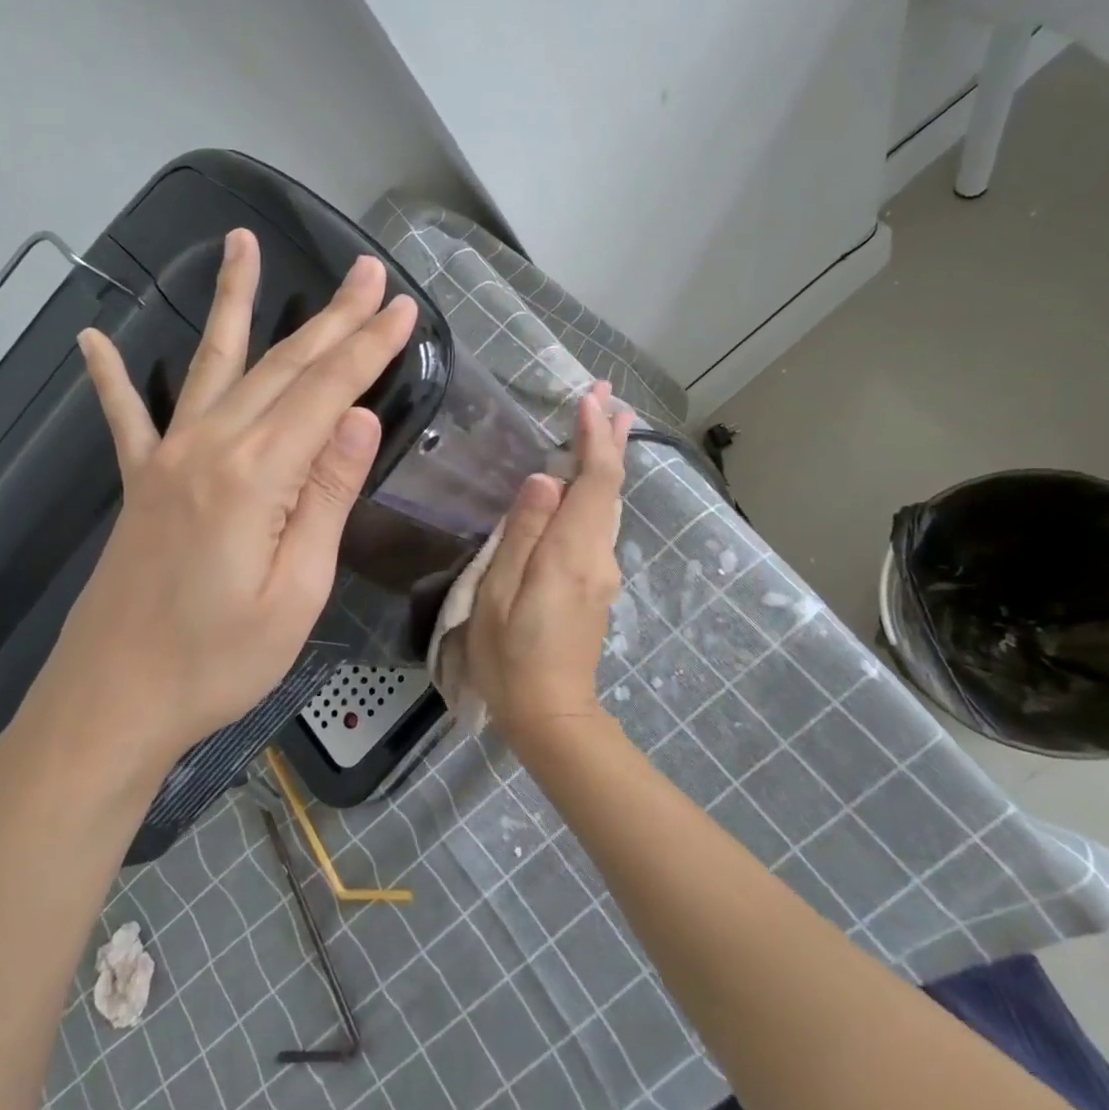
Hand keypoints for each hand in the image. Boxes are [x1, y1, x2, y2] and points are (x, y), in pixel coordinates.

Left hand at [26, 228, 416, 772]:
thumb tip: (360, 421)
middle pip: (282, 366)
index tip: (402, 306)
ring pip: (215, 365)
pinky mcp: (141, 481)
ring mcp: (167, 458)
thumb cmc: (217, 660)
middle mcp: (209, 447)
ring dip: (236, 304)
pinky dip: (112, 376)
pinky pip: (126, 416)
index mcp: (256, 475)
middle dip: (331, 317)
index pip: (327, 392)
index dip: (368, 347)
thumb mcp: (297, 591)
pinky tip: (93, 336)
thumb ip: (326, 498)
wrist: (114, 700)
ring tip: (242, 244)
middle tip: (366, 270)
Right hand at [465, 381, 632, 735]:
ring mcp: (603, 571)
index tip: (590, 399)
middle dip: (610, 437)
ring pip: (609, 503)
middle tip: (610, 396)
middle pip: (611, 487)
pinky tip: (590, 480)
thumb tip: (545, 479)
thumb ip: (522, 534)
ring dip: (608, 459)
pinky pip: (601, 522)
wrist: (550, 713)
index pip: (595, 481)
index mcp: (572, 553)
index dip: (594, 438)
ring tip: (608, 421)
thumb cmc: (510, 655)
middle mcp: (598, 555)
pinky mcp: (598, 584)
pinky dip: (599, 488)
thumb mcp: (498, 594)